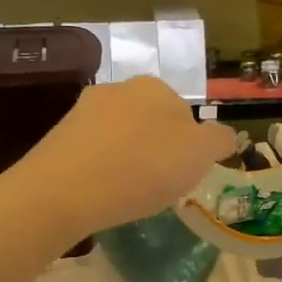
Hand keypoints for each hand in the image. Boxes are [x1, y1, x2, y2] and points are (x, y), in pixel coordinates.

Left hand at [11, 76, 235, 239]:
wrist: (62, 191)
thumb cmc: (142, 168)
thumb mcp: (199, 155)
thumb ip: (218, 140)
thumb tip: (223, 136)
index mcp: (155, 87)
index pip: (187, 116)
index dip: (191, 149)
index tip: (184, 176)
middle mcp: (118, 89)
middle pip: (153, 124)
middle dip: (159, 151)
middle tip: (159, 186)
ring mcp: (84, 111)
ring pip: (122, 137)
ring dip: (130, 160)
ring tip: (128, 194)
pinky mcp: (59, 137)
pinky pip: (95, 153)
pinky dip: (103, 170)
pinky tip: (101, 193)